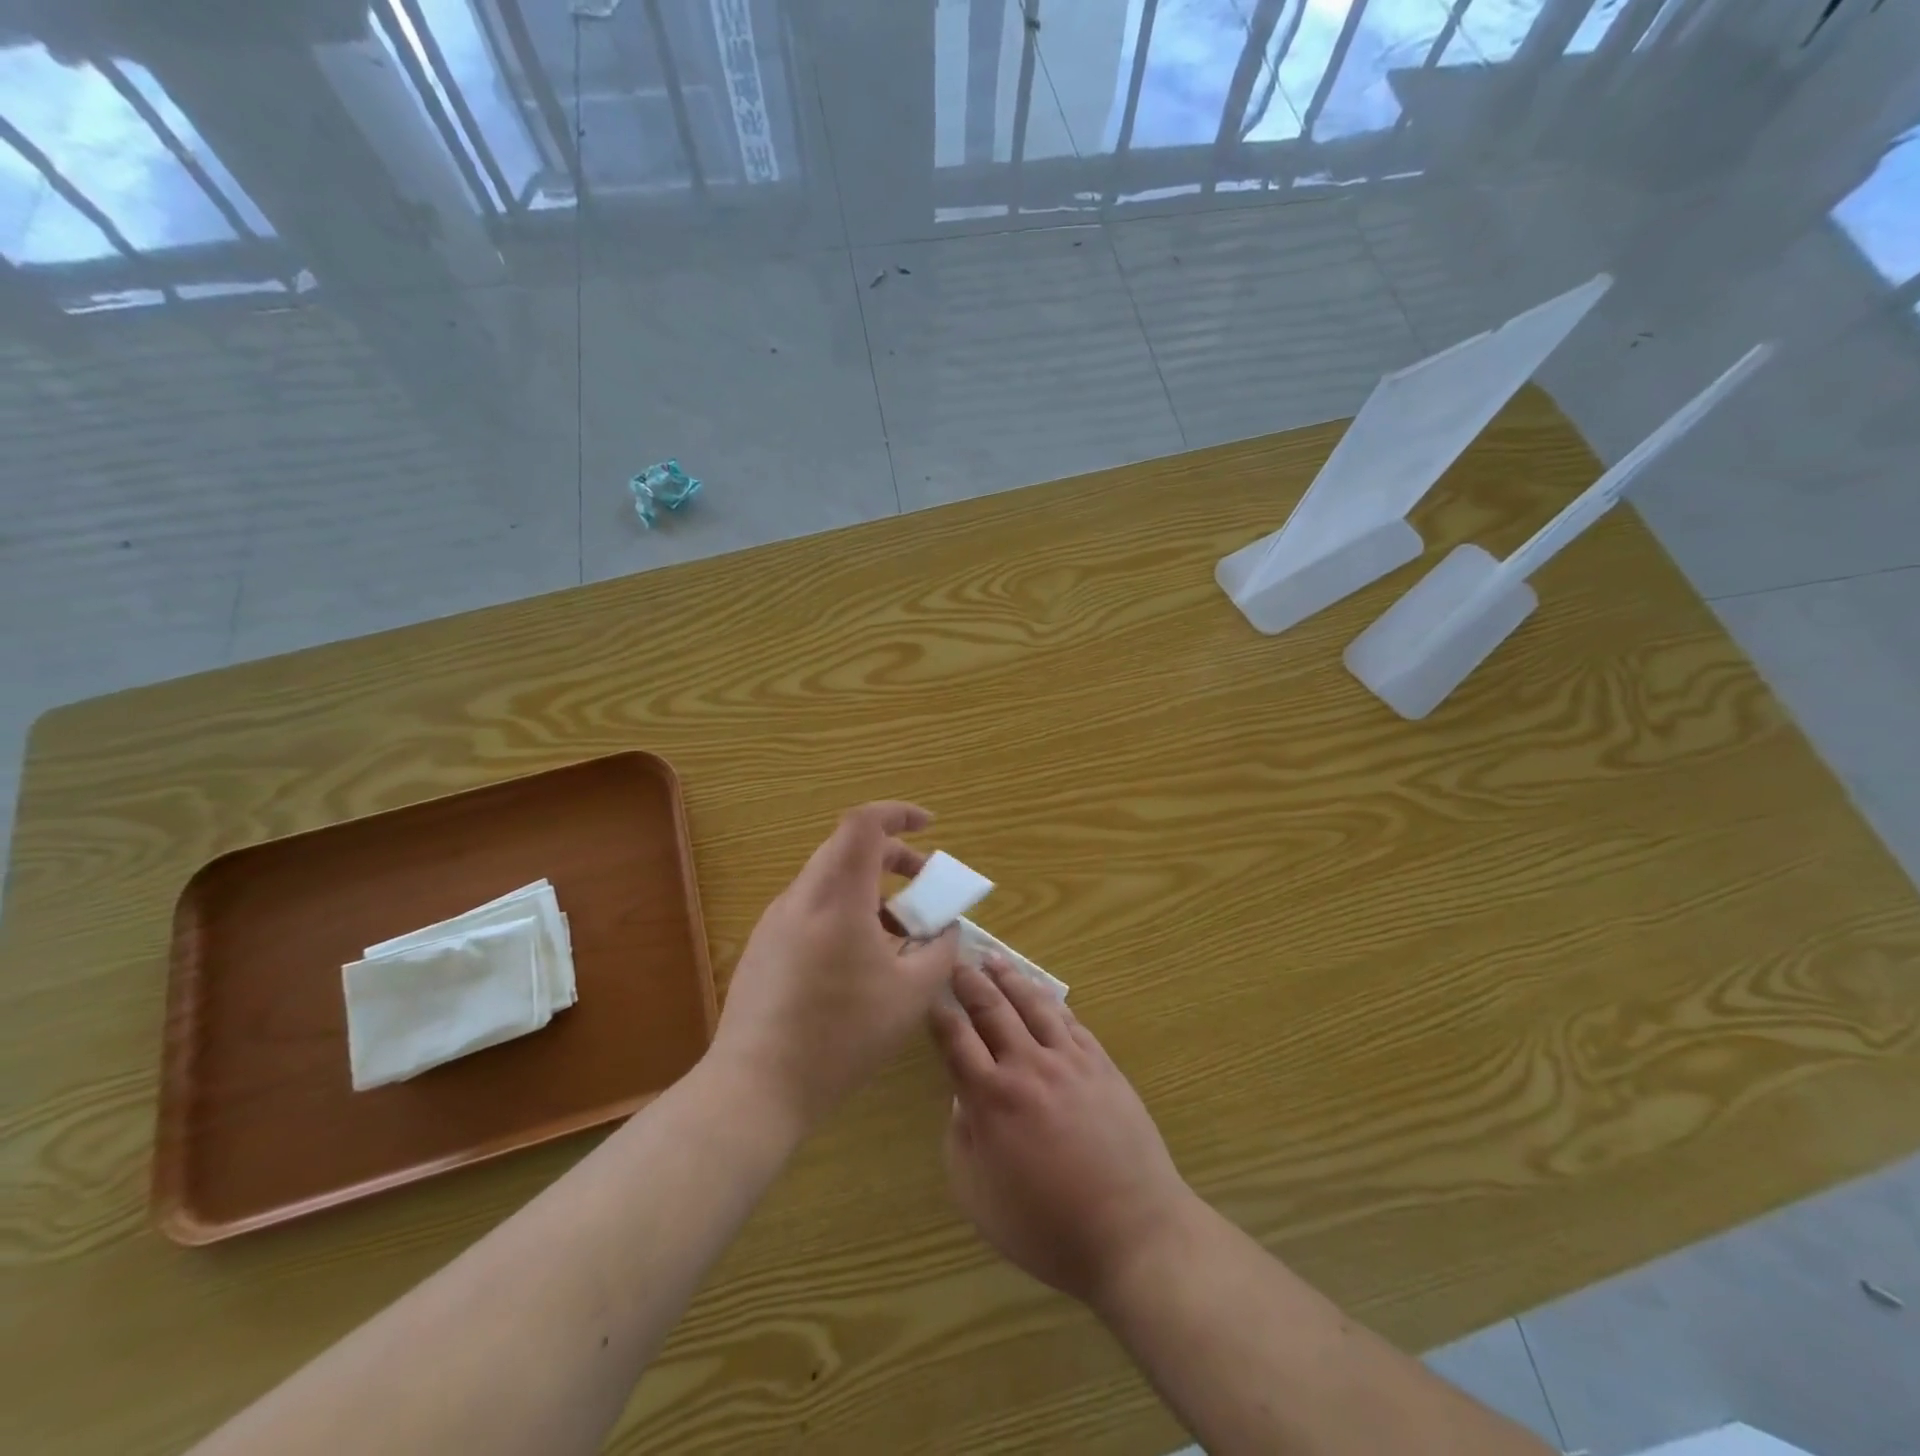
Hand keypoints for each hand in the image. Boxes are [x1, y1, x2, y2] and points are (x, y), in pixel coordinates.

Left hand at [711, 802, 959, 1128]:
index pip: (864, 823)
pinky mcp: (764, 945)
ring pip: (829, 879)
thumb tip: (947, 929)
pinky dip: (845, 910)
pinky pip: (812, 907)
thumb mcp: (911, 996)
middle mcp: (802, 896)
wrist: (756, 1085)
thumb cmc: (842, 1035)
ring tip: (898, 931)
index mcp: (838, 897)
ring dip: (869, 887)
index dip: (899, 814)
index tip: (929, 826)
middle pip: (847, 847)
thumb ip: (939, 951)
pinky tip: (860, 958)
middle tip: (923, 883)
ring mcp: (777, 920)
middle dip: (892, 856)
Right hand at [929, 957, 1199, 1305]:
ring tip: (994, 960)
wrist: (1131, 1232)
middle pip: (992, 1009)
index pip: (955, 1039)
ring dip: (1010, 978)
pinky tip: (1043, 994)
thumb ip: (960, 1140)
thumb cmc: (1046, 1226)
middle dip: (970, 981)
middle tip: (957, 961)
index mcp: (991, 1098)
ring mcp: (1069, 1060)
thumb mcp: (978, 1197)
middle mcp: (1027, 1066)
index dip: (939, 1012)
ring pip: (1033, 1004)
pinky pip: (1071, 1021)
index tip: (929, 994)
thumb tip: (961, 1098)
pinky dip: (1051, 1002)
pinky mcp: (1102, 1064)